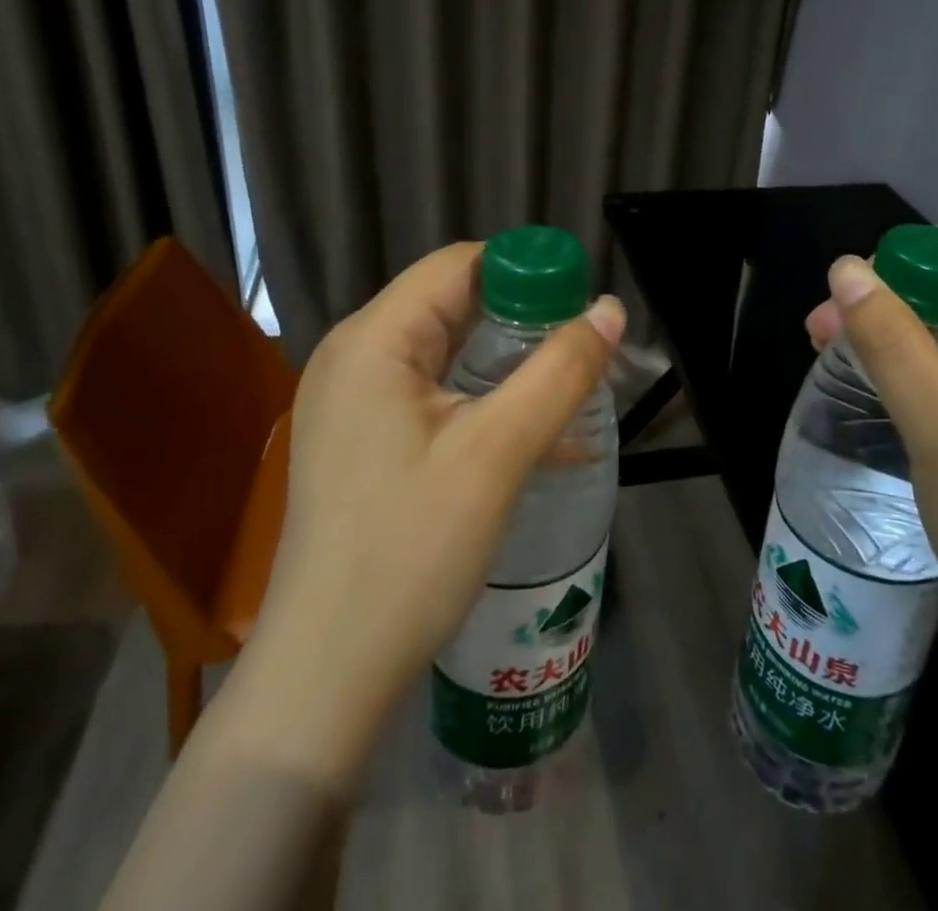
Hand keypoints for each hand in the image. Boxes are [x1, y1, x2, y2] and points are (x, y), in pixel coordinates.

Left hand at [224, 242, 624, 785]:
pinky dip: (482, 398)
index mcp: (373, 339)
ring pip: (446, 350)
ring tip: (569, 381)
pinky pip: (432, 392)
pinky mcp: (362, 438)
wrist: (327, 673)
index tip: (581, 300)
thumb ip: (559, 372)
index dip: (525, 271)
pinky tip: (534, 431)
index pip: (458, 265)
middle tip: (584, 345)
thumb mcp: (497, 453)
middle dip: (522, 317)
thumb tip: (610, 307)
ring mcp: (352, 400)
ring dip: (508, 360)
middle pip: (451, 303)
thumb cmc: (409, 550)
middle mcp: (354, 355)